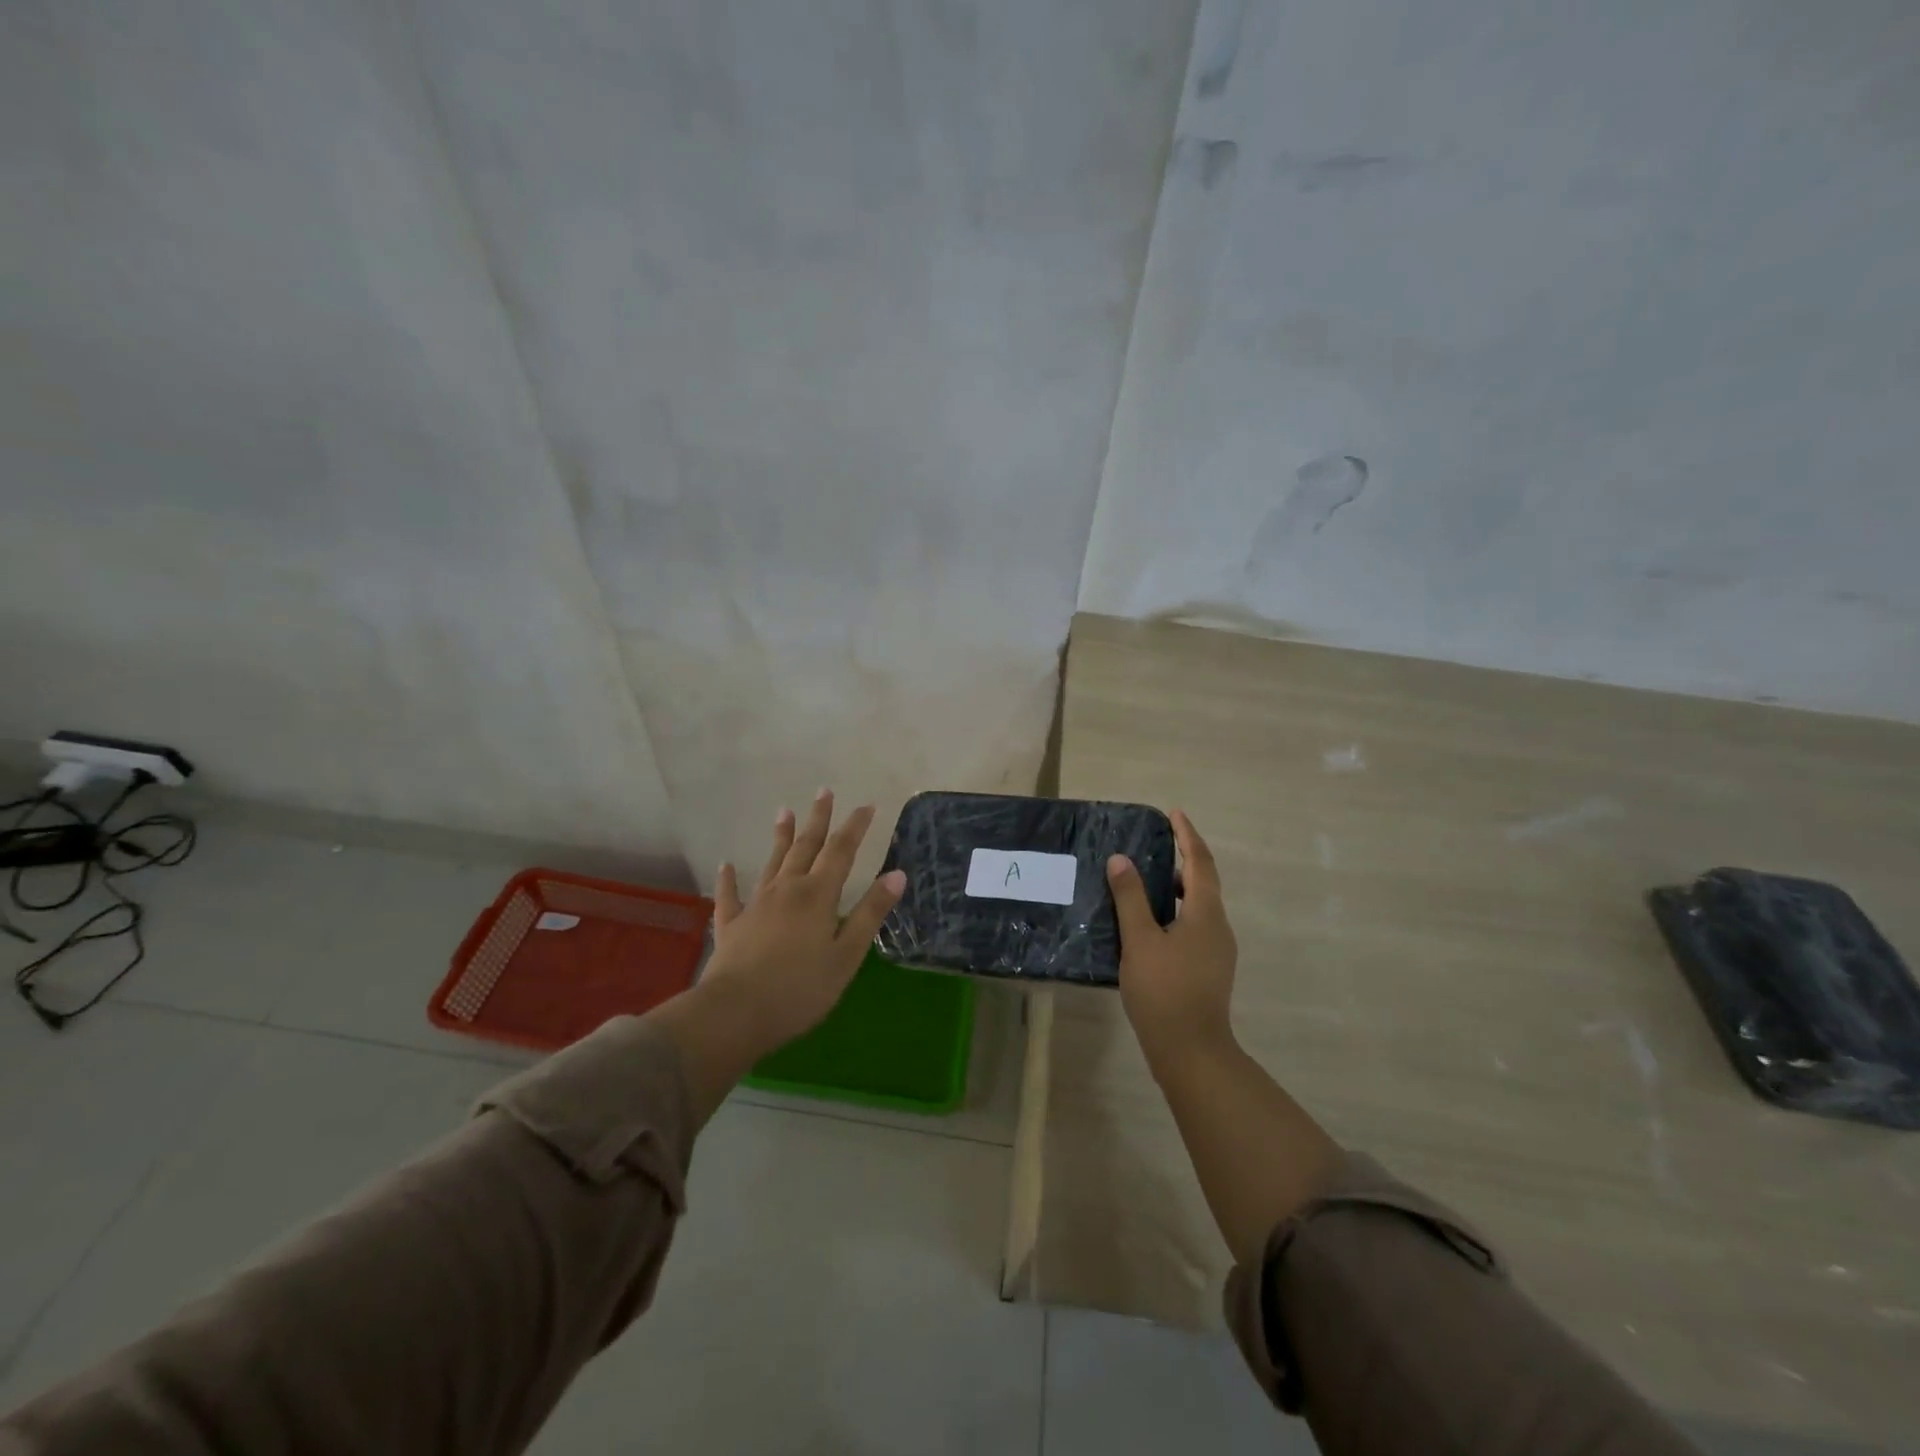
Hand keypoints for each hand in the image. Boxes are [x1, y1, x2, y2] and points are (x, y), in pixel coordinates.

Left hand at [699, 789, 906, 1053]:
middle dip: (818, 819)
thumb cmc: (800, 989)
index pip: (841, 852)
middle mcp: (787, 890)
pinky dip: (728, 879)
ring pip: (772, 862)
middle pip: (806, 847)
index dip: (855, 827)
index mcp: (818, 896)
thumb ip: (870, 913)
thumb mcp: (847, 955)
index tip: (867, 806)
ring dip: (780, 837)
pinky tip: (726, 865)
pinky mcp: (731, 925)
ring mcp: (755, 905)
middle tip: (824, 791)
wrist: (735, 1013)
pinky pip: (730, 896)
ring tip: (784, 811)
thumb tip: (897, 874)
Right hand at [1107, 810, 1237, 1073]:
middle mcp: (1218, 927)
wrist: (1192, 1051)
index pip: (1200, 862)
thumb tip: (1120, 859)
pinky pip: (1195, 925)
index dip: (1187, 835)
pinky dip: (1176, 911)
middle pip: (1204, 882)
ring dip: (1178, 887)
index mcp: (1205, 913)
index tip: (1174, 813)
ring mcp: (1217, 951)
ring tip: (1146, 881)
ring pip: (1199, 906)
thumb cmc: (1164, 991)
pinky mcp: (1210, 969)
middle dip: (1184, 858)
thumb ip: (1130, 898)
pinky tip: (1151, 923)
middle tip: (1157, 844)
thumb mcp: (1139, 940)